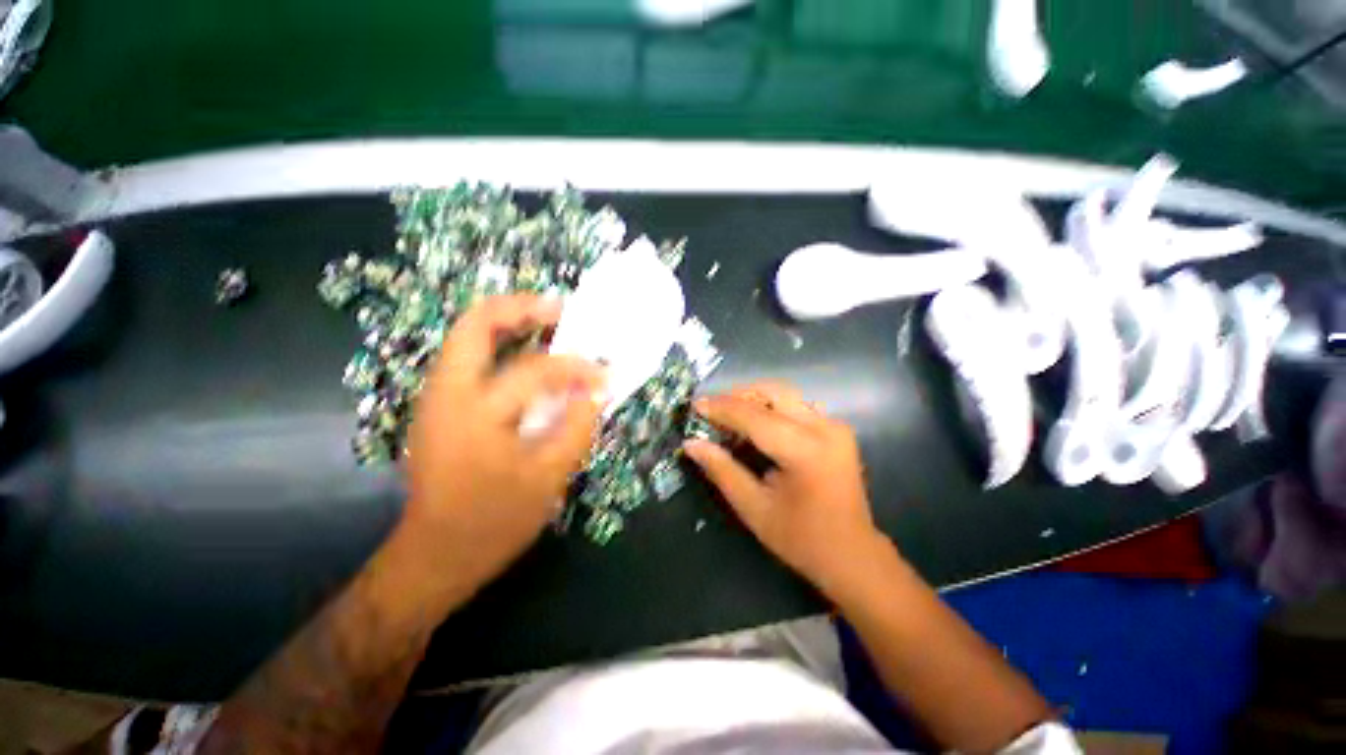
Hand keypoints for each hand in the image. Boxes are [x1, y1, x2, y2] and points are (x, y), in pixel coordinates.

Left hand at [403, 295, 606, 590]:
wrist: (436, 555)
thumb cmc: (493, 522)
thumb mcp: (549, 478)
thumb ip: (577, 427)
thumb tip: (597, 391)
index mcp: (474, 415)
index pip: (535, 371)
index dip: (577, 368)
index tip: (605, 374)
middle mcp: (446, 393)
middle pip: (475, 324)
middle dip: (521, 308)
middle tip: (561, 310)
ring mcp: (438, 397)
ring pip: (469, 336)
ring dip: (511, 322)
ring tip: (551, 325)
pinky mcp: (442, 406)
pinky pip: (473, 359)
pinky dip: (503, 346)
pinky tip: (532, 358)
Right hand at [684, 383, 886, 596]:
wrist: (852, 554)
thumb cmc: (800, 539)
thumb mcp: (753, 508)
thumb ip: (722, 470)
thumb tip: (691, 444)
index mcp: (804, 451)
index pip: (754, 417)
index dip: (722, 408)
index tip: (696, 405)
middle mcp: (824, 428)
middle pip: (774, 392)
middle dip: (738, 396)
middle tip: (712, 410)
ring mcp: (834, 425)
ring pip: (785, 394)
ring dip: (754, 399)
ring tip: (729, 416)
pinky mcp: (836, 429)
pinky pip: (797, 405)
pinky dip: (771, 407)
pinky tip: (756, 424)